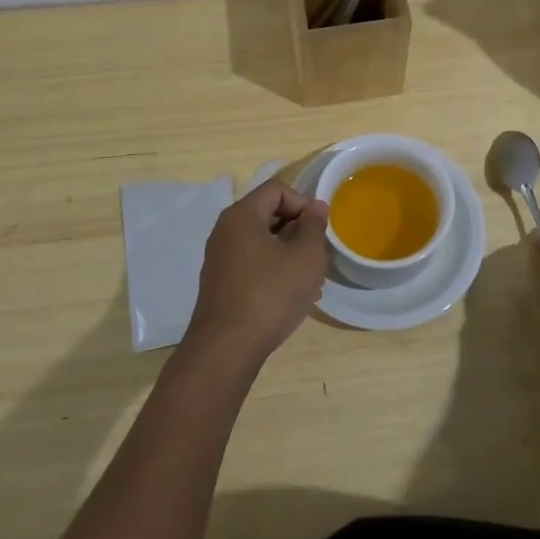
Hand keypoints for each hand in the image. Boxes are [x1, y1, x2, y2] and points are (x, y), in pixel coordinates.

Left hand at [186, 179, 330, 363]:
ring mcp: (219, 258)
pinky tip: (291, 295)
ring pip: (262, 241)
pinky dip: (273, 270)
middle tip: (318, 253)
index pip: (277, 190)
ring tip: (310, 279)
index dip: (303, 203)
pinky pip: (252, 263)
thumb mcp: (305, 257)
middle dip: (298, 229)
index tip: (320, 229)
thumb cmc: (270, 294)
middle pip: (268, 213)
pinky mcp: (220, 283)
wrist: (226, 349)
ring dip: (288, 252)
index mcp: (242, 216)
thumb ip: (314, 226)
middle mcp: (225, 231)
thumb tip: (316, 207)